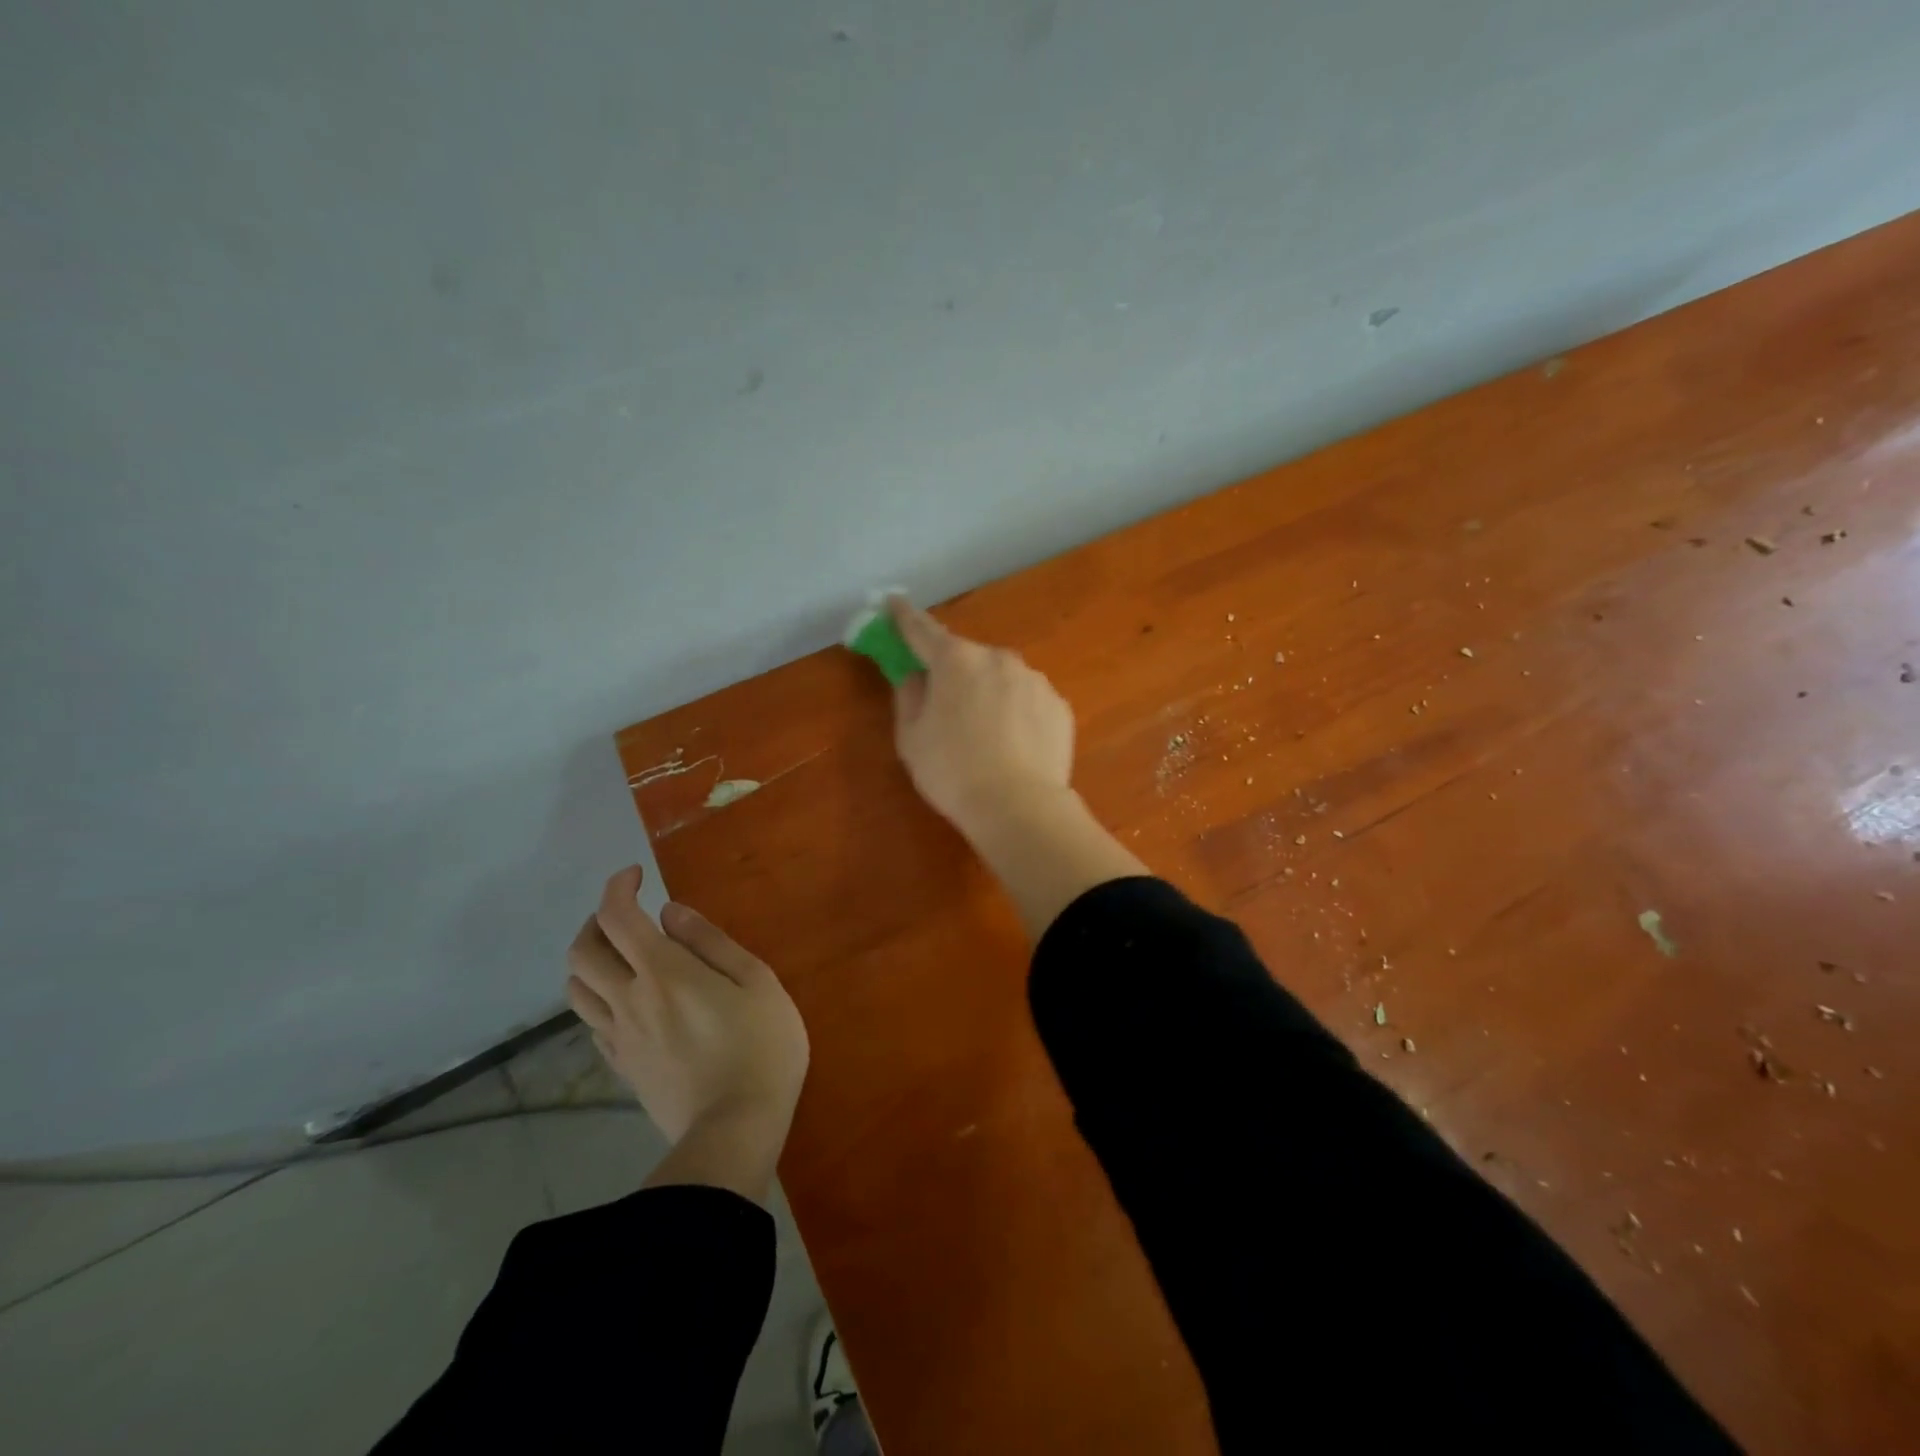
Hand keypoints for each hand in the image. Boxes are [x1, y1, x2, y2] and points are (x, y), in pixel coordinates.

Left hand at [566, 867, 808, 1146]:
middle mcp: (629, 999)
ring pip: (576, 989)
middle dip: (596, 920)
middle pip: (581, 951)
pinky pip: (592, 1024)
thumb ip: (711, 942)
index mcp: (663, 972)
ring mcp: (619, 1037)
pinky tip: (630, 1000)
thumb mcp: (756, 981)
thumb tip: (670, 913)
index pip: (618, 917)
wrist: (734, 1130)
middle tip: (628, 914)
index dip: (618, 887)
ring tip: (622, 955)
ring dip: (590, 960)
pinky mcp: (621, 1068)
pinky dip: (600, 998)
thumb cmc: (761, 1047)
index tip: (637, 875)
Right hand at [887, 597, 1075, 836]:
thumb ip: (908, 696)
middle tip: (946, 708)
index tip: (892, 602)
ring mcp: (1034, 680)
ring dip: (989, 694)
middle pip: (967, 657)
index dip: (904, 617)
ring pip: (1001, 679)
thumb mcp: (912, 738)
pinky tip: (1014, 745)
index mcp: (956, 660)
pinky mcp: (1059, 706)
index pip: (922, 630)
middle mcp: (998, 658)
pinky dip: (1017, 713)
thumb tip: (915, 675)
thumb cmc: (953, 771)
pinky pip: (1027, 701)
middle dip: (954, 673)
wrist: (1020, 807)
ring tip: (986, 737)